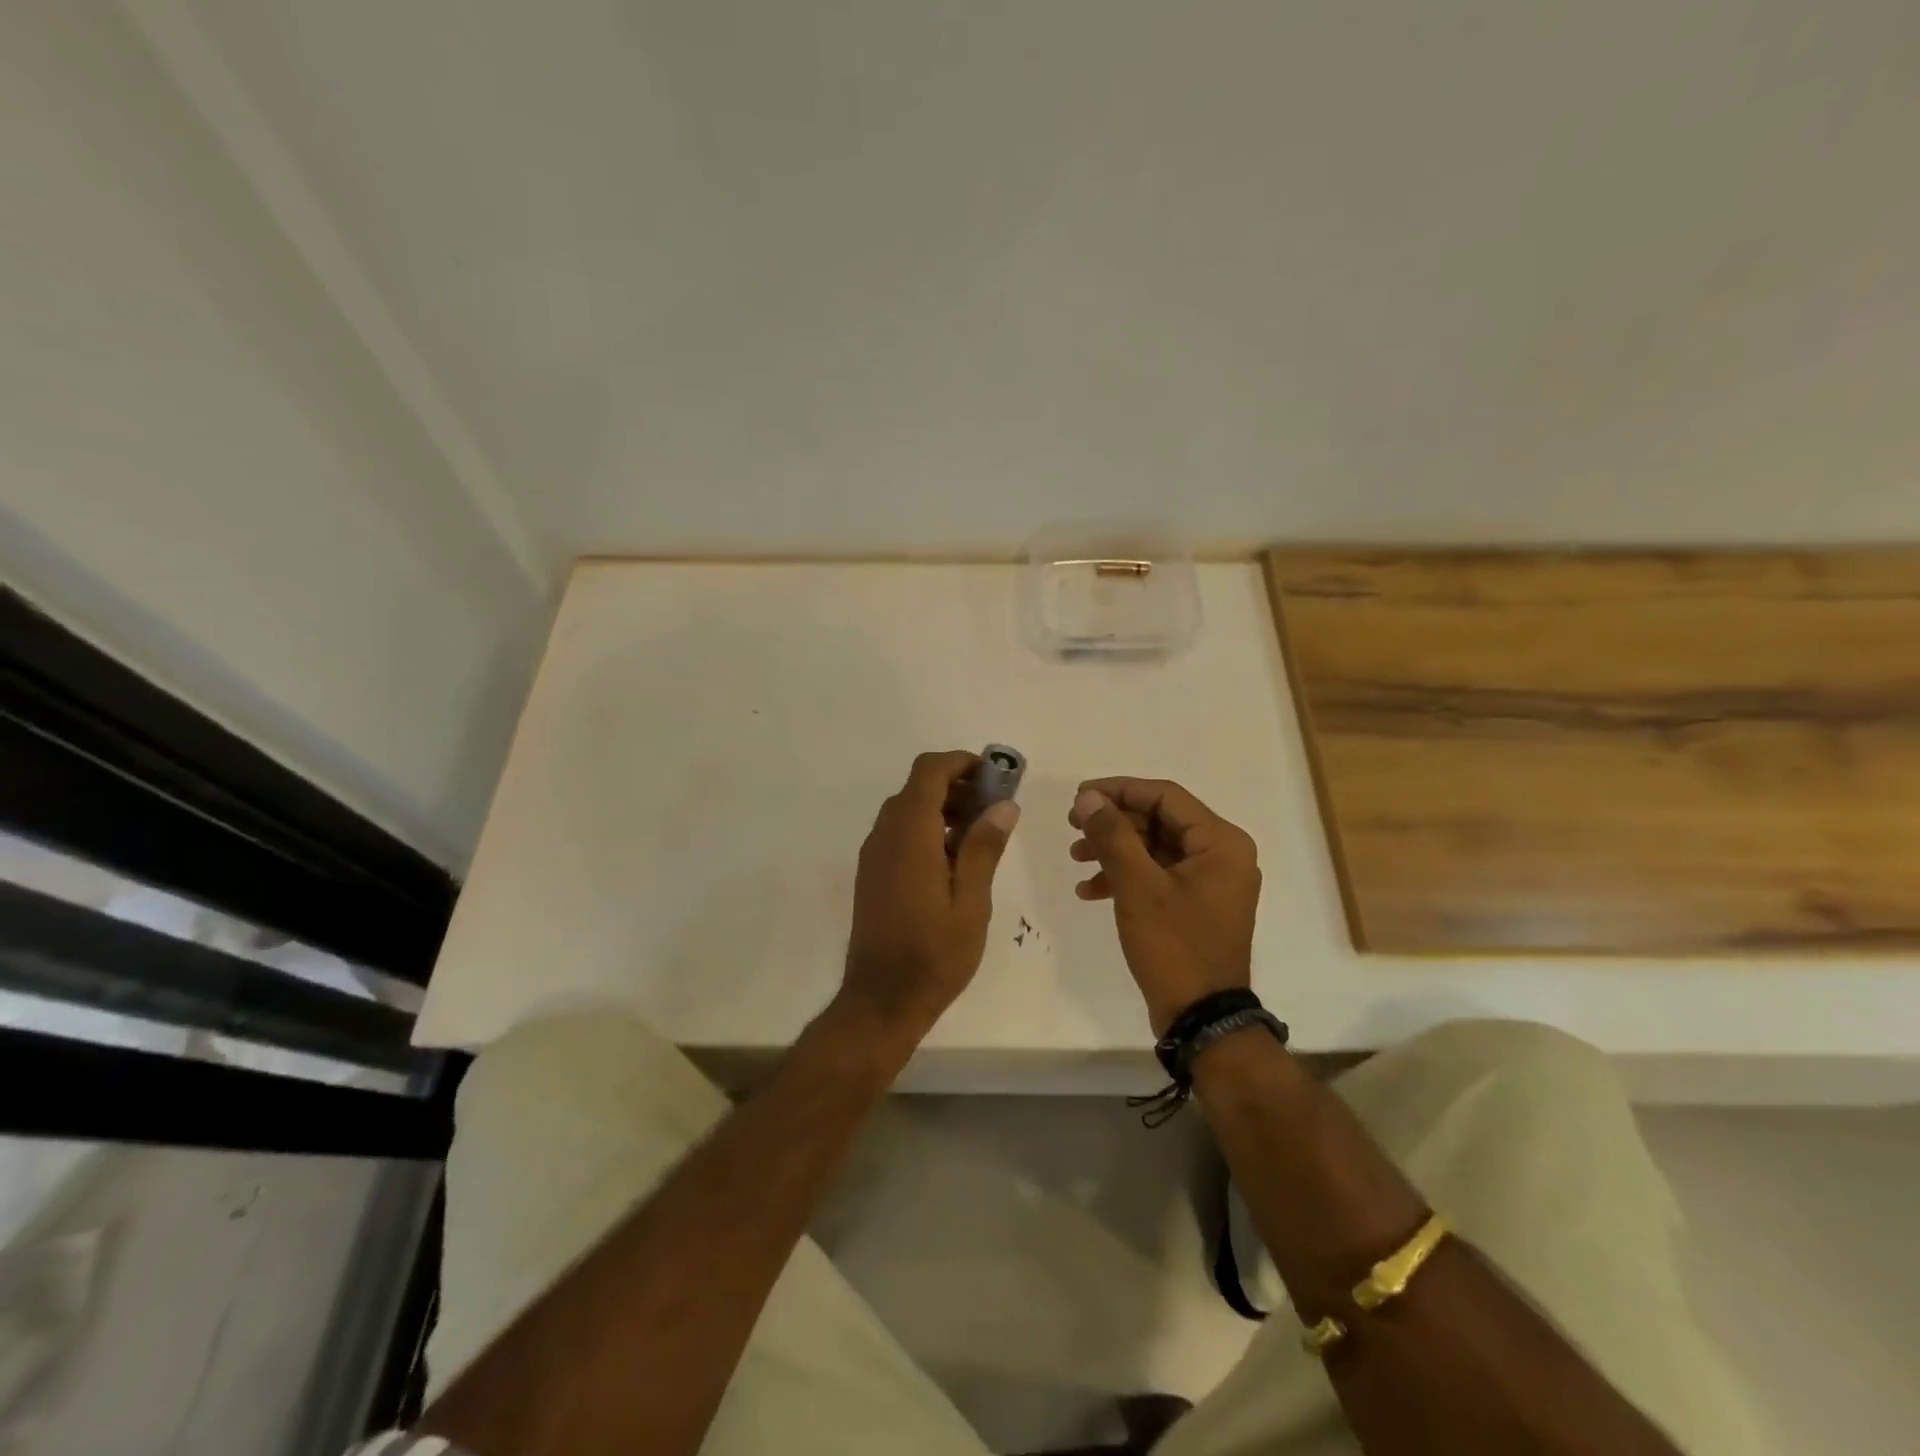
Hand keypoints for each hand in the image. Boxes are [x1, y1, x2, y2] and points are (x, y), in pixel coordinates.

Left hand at [838, 751, 1019, 1046]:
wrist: (880, 1000)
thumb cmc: (933, 955)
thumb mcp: (971, 903)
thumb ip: (984, 848)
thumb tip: (1004, 805)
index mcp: (910, 835)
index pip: (929, 771)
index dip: (961, 763)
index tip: (995, 777)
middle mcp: (885, 835)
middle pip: (918, 787)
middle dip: (958, 786)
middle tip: (995, 809)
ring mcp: (874, 854)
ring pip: (907, 809)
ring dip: (943, 808)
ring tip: (981, 836)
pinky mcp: (872, 873)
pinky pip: (899, 833)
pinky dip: (927, 829)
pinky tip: (954, 861)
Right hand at [1068, 777, 1260, 1034]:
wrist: (1202, 1018)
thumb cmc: (1174, 946)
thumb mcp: (1137, 886)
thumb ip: (1112, 835)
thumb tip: (1089, 798)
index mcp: (1221, 842)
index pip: (1165, 797)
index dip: (1119, 790)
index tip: (1079, 797)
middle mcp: (1222, 854)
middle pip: (1158, 820)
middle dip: (1113, 823)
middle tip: (1072, 826)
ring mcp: (1209, 881)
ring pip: (1154, 848)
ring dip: (1114, 850)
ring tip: (1075, 858)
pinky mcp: (1195, 904)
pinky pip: (1157, 875)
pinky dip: (1125, 877)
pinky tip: (1089, 891)